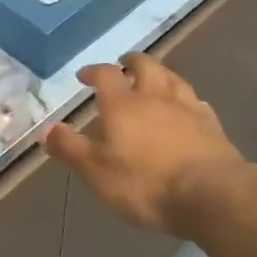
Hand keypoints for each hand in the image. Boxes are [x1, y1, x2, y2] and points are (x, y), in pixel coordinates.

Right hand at [42, 52, 251, 235]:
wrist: (212, 195)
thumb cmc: (145, 183)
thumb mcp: (97, 171)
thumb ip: (69, 148)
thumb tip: (44, 128)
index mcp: (123, 103)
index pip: (105, 74)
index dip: (93, 71)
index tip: (85, 75)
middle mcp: (155, 96)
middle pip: (145, 65)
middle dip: (132, 61)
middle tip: (124, 63)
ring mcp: (188, 108)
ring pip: (173, 79)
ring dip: (160, 75)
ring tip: (155, 80)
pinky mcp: (212, 125)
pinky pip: (196, 102)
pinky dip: (186, 99)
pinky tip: (187, 108)